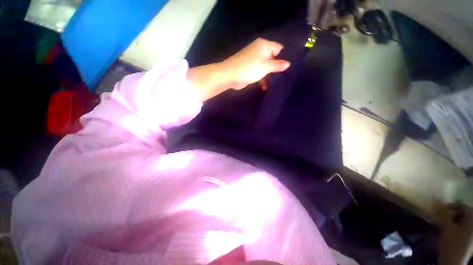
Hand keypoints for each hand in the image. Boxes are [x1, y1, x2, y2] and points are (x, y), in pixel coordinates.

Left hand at [222, 38, 290, 88]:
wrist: (230, 75)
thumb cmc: (250, 68)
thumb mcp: (266, 67)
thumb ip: (277, 65)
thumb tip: (288, 63)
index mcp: (264, 45)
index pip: (279, 48)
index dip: (284, 57)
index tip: (289, 67)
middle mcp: (259, 50)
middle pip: (272, 58)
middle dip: (277, 67)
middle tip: (284, 77)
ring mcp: (253, 59)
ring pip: (265, 66)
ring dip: (269, 75)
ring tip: (275, 84)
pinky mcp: (249, 68)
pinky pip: (259, 72)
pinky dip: (262, 78)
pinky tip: (264, 87)